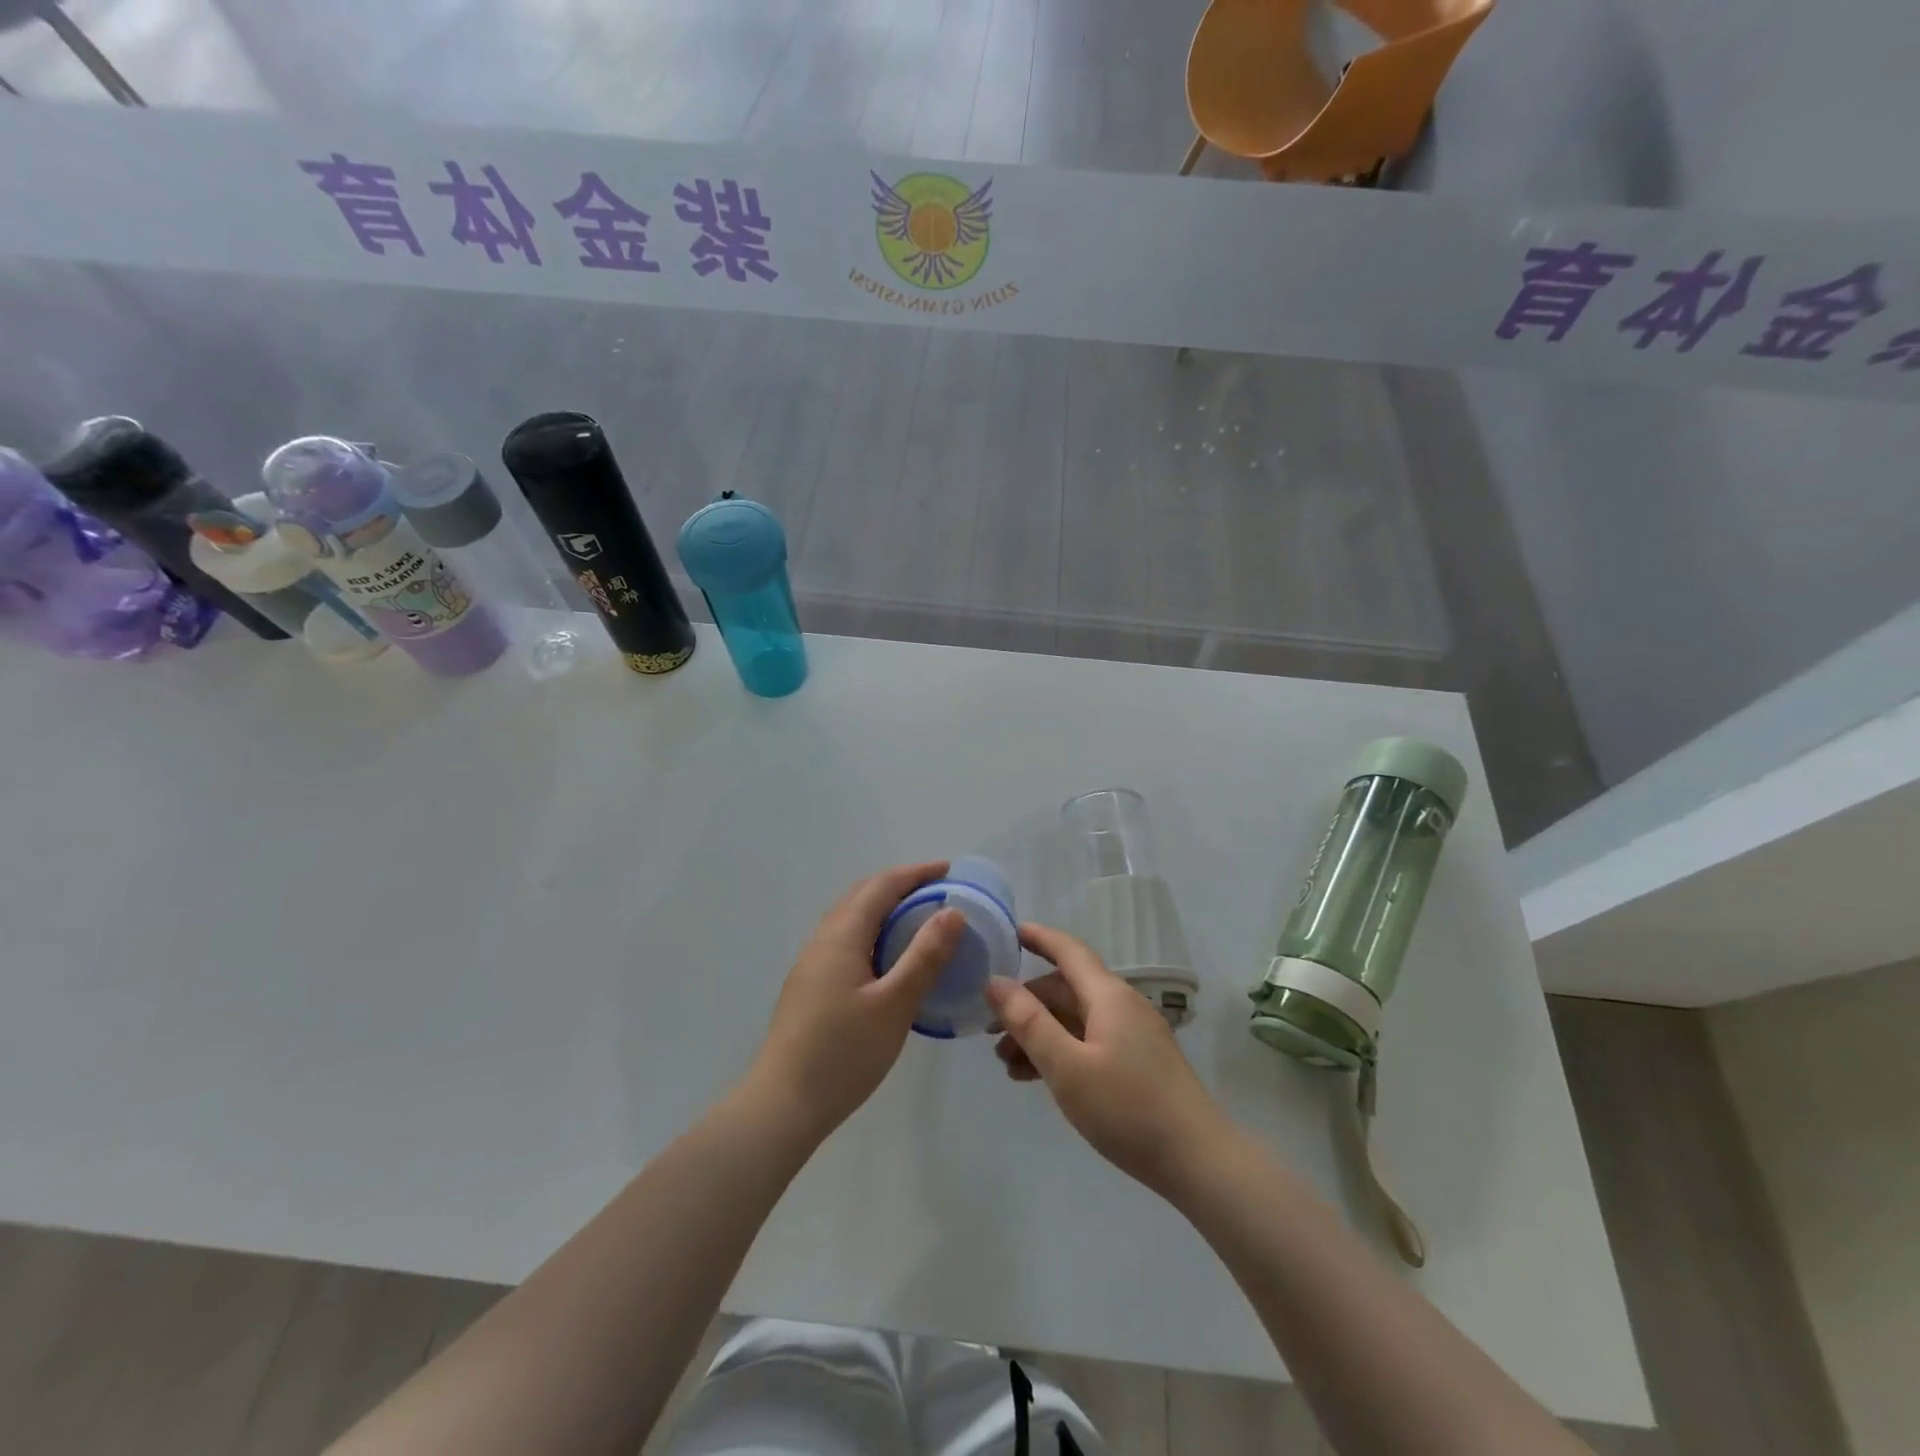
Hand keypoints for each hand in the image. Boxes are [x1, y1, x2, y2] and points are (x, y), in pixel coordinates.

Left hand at [748, 862, 964, 1142]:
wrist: (783, 1104)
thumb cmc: (843, 1053)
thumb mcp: (894, 1004)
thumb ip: (924, 957)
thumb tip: (953, 912)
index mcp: (842, 936)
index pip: (881, 886)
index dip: (916, 874)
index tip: (949, 870)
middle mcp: (823, 940)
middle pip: (862, 895)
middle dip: (899, 885)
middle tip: (937, 892)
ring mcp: (812, 964)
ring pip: (851, 919)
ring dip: (883, 908)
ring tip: (917, 920)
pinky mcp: (810, 986)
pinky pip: (845, 941)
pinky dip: (872, 932)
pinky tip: (887, 958)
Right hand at [985, 923, 1231, 1196]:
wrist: (1198, 1161)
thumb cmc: (1127, 1108)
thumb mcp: (1067, 1067)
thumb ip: (1029, 1022)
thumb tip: (995, 982)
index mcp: (1108, 995)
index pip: (1068, 950)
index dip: (1037, 937)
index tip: (1006, 932)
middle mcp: (1121, 1006)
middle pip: (1066, 989)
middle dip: (1026, 1004)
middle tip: (990, 1031)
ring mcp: (1132, 1035)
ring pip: (1075, 1020)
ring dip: (1040, 1034)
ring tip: (1007, 1065)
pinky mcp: (1137, 1063)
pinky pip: (1088, 1042)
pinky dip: (1061, 1052)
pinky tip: (1037, 1079)